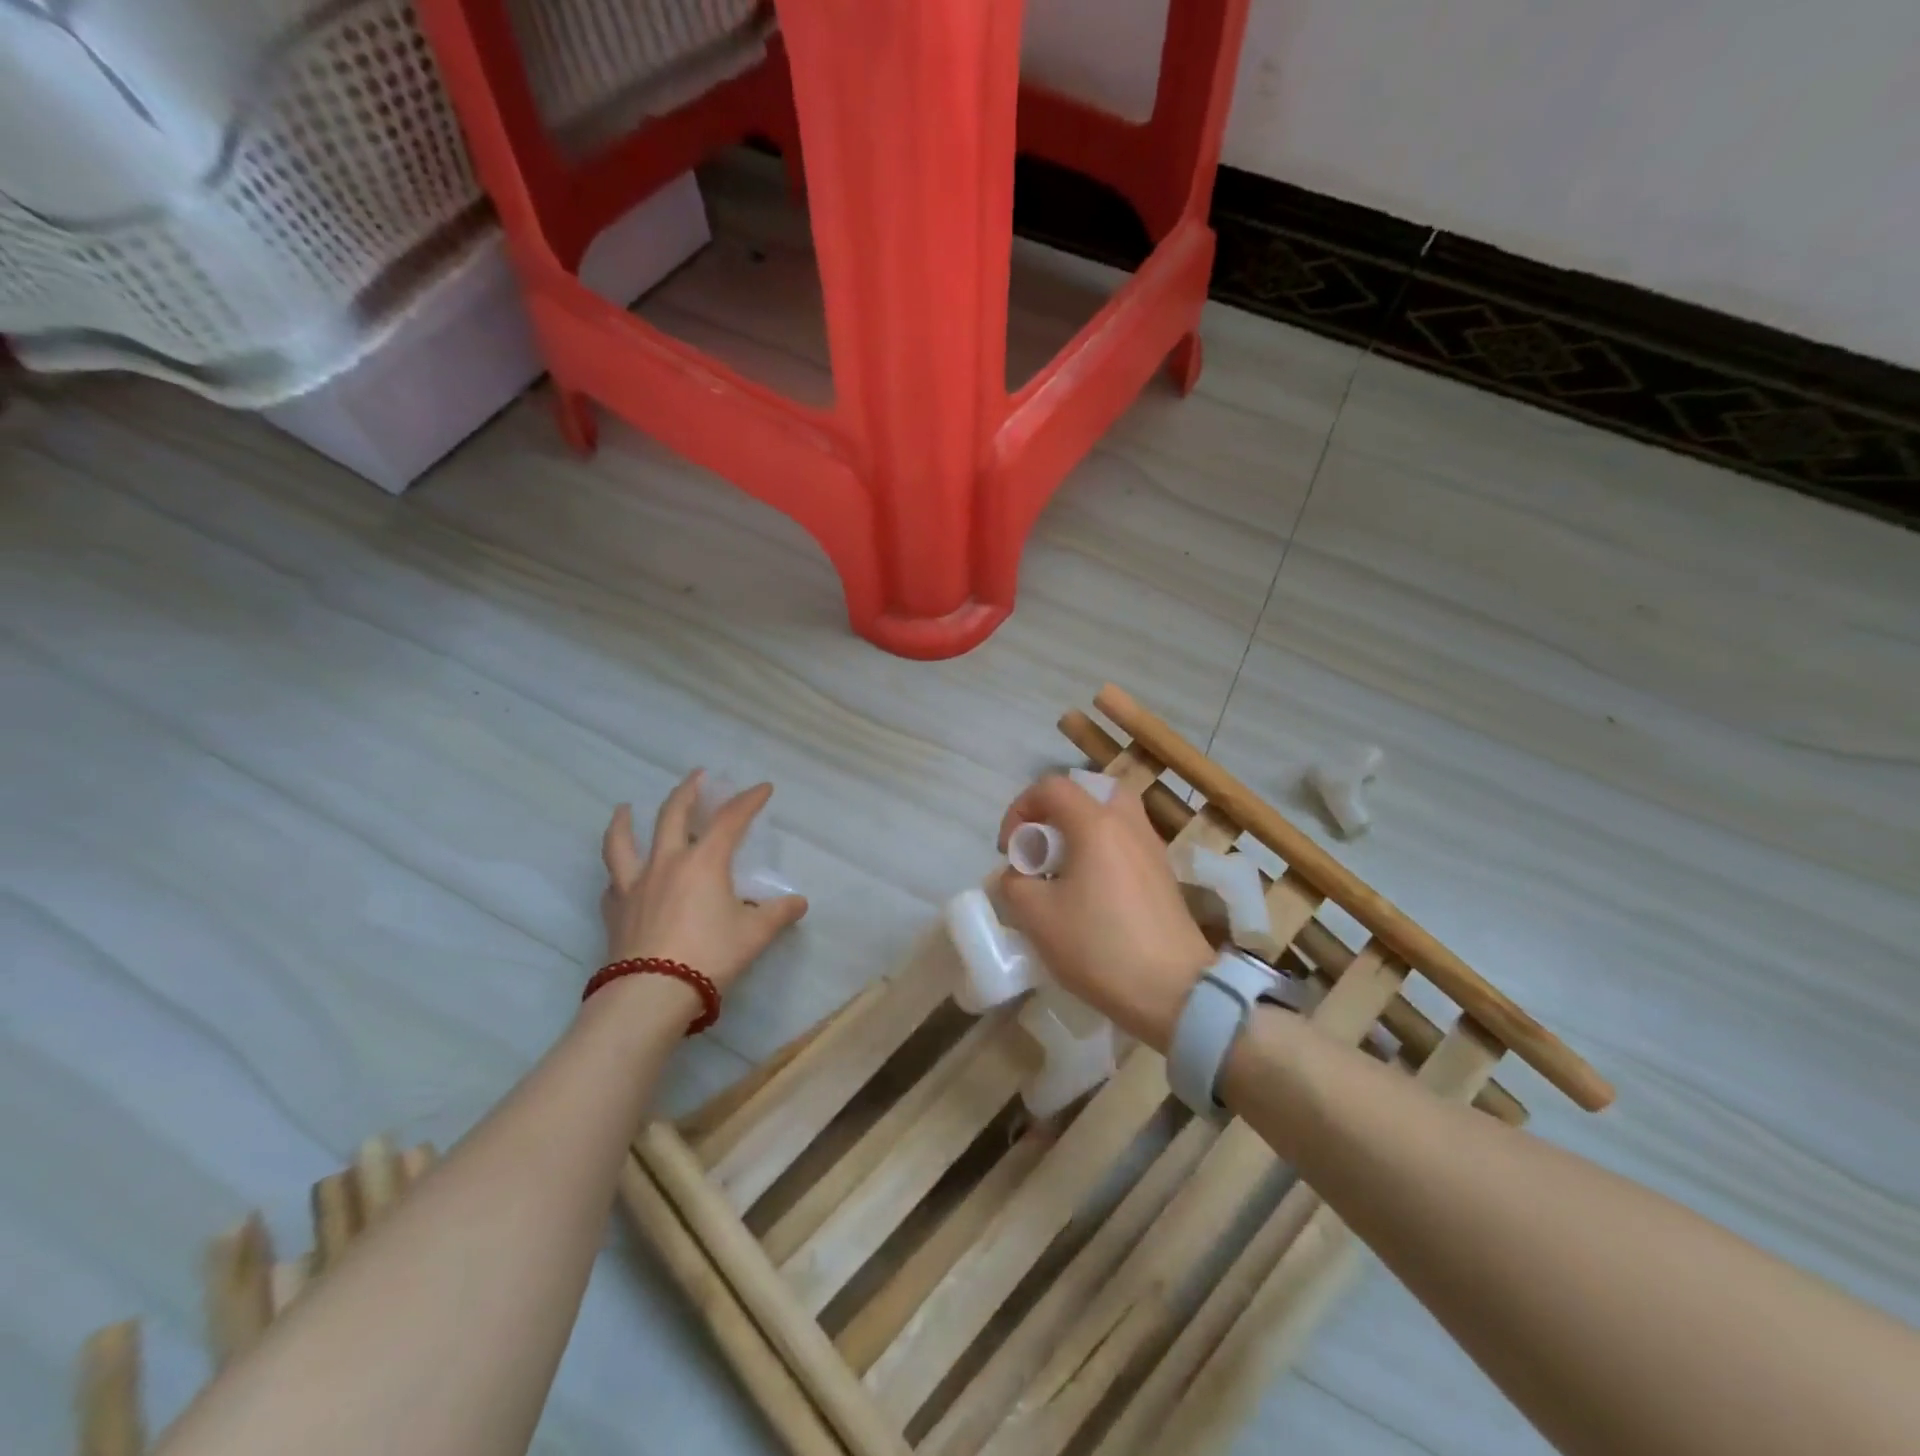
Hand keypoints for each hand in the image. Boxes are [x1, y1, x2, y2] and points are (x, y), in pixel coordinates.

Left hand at [600, 772, 808, 996]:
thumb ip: (777, 915)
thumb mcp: (754, 935)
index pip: (730, 819)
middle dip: (688, 791)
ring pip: (623, 842)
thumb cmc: (709, 956)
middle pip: (673, 814)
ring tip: (624, 808)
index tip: (762, 788)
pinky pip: (613, 881)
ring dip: (625, 821)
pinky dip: (618, 871)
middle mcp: (667, 863)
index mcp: (705, 862)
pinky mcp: (615, 910)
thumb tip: (799, 903)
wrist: (651, 993)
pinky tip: (620, 874)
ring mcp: (635, 885)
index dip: (748, 800)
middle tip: (698, 776)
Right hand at [997, 774, 1212, 1051]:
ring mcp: (1152, 848)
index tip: (1010, 850)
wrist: (1174, 991)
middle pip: (1090, 792)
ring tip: (1065, 870)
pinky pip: (1127, 843)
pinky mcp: (1164, 875)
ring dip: (1082, 832)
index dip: (1020, 810)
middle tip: (1043, 846)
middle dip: (1057, 812)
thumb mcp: (1036, 918)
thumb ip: (1014, 884)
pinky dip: (1104, 851)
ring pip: (1112, 817)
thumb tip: (1017, 875)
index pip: (1050, 788)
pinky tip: (1092, 893)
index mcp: (1095, 824)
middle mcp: (1128, 824)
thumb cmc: (1099, 947)